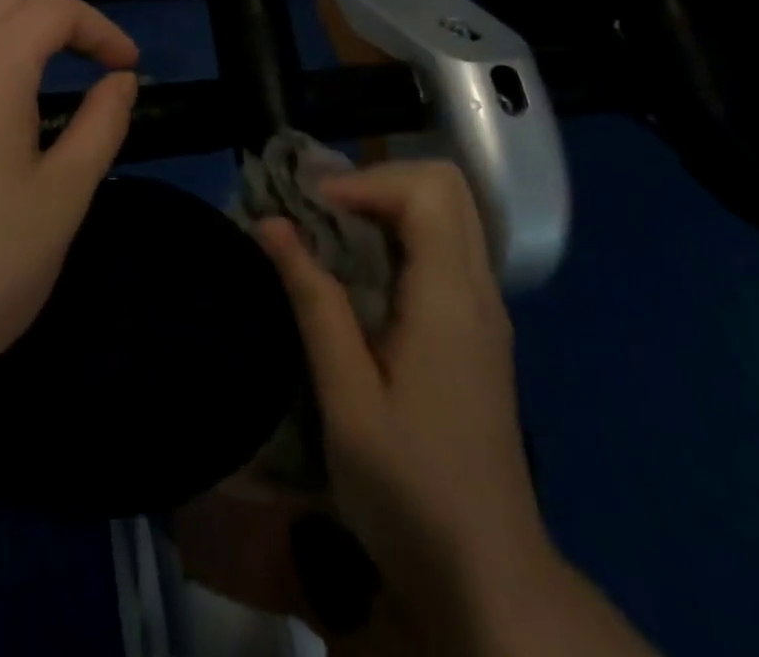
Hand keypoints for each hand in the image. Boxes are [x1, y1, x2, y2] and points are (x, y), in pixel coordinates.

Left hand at [0, 0, 138, 407]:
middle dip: (61, 23)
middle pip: (9, 5)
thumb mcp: (64, 197)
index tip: (128, 68)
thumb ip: (100, 124)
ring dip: (9, 25)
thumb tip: (120, 80)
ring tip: (37, 68)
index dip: (101, 29)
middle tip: (93, 67)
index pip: (54, 11)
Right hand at [256, 163, 552, 640]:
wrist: (488, 576)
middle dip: (376, 182)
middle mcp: (479, 289)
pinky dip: (399, 235)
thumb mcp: (346, 398)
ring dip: (385, 205)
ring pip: (447, 212)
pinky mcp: (478, 328)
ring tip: (329, 236)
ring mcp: (485, 308)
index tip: (312, 212)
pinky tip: (358, 275)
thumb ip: (313, 300)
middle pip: (445, 186)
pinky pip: (444, 246)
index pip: (427, 189)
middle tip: (320, 213)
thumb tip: (270, 223)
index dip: (364, 183)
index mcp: (452, 299)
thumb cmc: (410, 489)